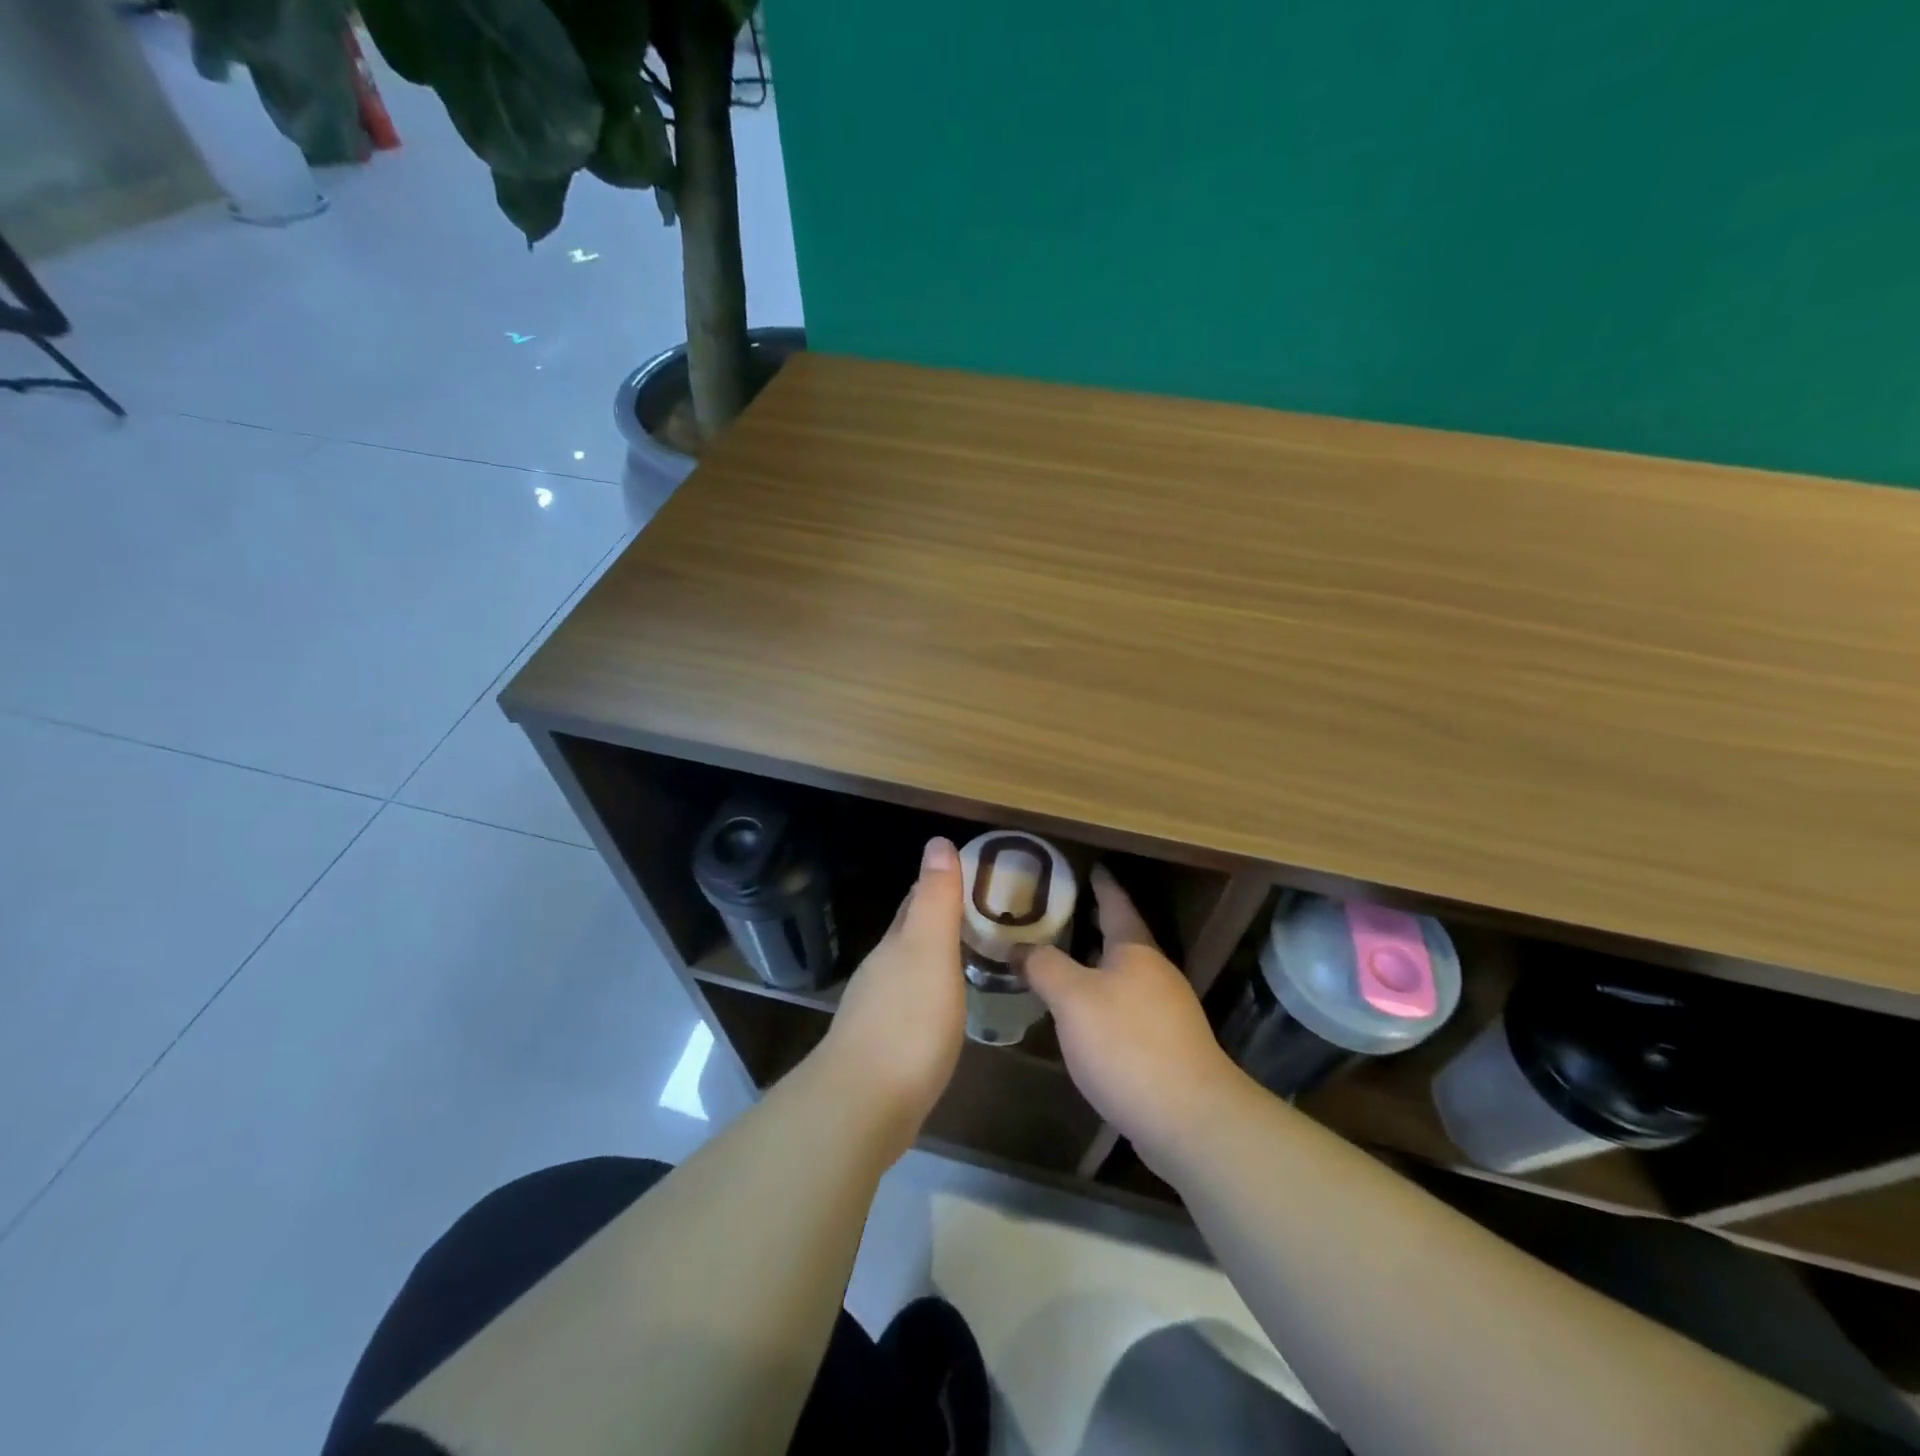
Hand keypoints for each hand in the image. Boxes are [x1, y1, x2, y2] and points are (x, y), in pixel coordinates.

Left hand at [816, 837, 965, 1153]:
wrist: (862, 1106)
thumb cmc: (906, 1022)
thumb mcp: (929, 951)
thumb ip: (936, 900)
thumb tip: (937, 842)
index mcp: (895, 944)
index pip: (916, 901)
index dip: (941, 884)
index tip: (974, 875)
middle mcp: (882, 971)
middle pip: (910, 934)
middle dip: (939, 919)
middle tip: (982, 914)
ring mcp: (878, 1010)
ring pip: (910, 969)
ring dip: (936, 958)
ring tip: (971, 956)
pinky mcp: (883, 1048)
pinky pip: (912, 1005)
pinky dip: (932, 995)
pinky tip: (946, 1009)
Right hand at [1026, 867, 1247, 1168]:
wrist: (1189, 1119)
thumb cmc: (1127, 1044)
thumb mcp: (1073, 999)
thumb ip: (1044, 966)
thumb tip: (1019, 947)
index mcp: (1136, 950)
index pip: (1117, 903)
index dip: (1101, 883)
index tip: (1088, 866)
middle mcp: (1156, 973)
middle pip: (1122, 938)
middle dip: (1093, 924)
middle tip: (1056, 914)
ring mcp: (1166, 1011)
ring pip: (1124, 976)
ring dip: (1095, 966)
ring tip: (1059, 963)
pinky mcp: (1167, 1046)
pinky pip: (1127, 1008)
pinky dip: (1102, 1001)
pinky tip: (1082, 1018)